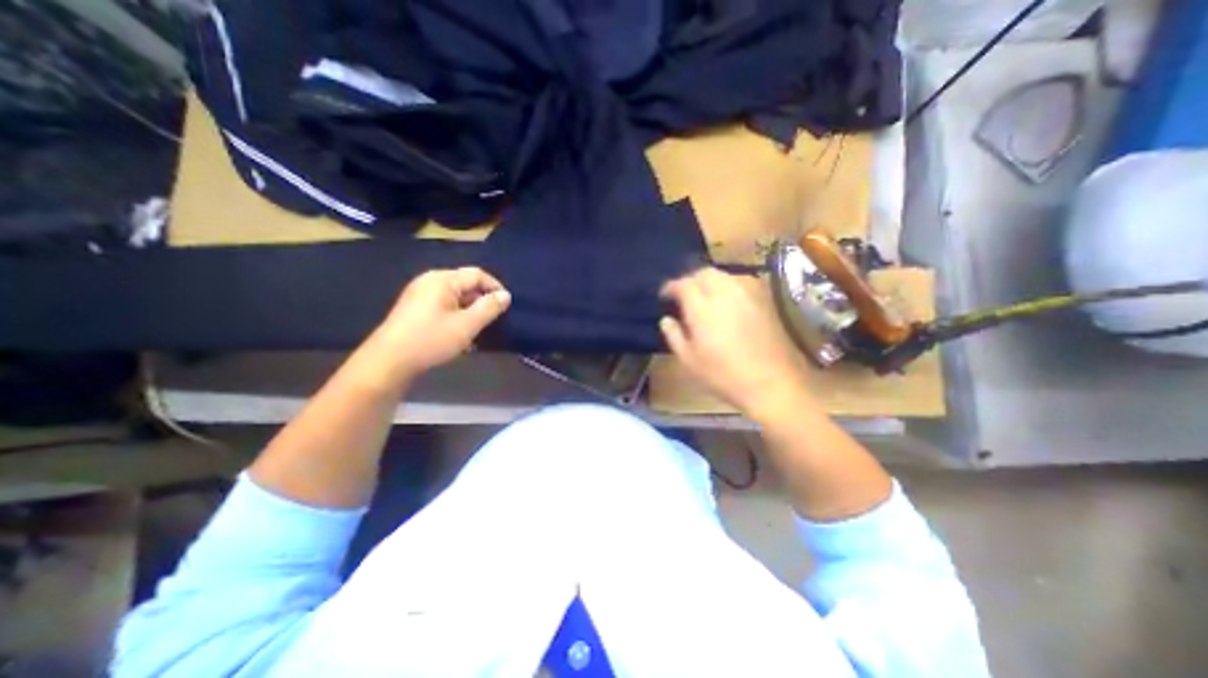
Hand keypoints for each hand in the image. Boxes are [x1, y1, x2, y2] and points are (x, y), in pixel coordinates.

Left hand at [360, 268, 504, 386]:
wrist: (389, 361)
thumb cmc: (431, 339)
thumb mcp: (467, 325)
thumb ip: (489, 308)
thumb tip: (505, 295)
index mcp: (442, 280)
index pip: (477, 274)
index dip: (495, 287)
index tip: (507, 306)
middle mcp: (430, 281)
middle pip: (465, 284)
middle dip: (482, 300)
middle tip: (494, 319)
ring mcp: (420, 294)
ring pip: (455, 296)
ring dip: (471, 310)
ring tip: (479, 328)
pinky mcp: (415, 308)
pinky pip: (444, 305)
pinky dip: (457, 315)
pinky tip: (460, 333)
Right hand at [660, 267, 810, 416]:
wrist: (772, 382)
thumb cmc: (724, 375)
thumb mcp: (689, 361)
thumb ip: (674, 336)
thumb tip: (666, 319)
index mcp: (702, 308)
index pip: (683, 284)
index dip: (671, 286)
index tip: (665, 295)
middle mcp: (725, 293)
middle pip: (704, 273)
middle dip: (690, 280)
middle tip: (684, 295)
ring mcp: (748, 293)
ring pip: (724, 274)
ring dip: (709, 280)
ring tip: (705, 296)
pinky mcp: (764, 299)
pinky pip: (741, 280)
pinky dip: (728, 284)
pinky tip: (728, 300)